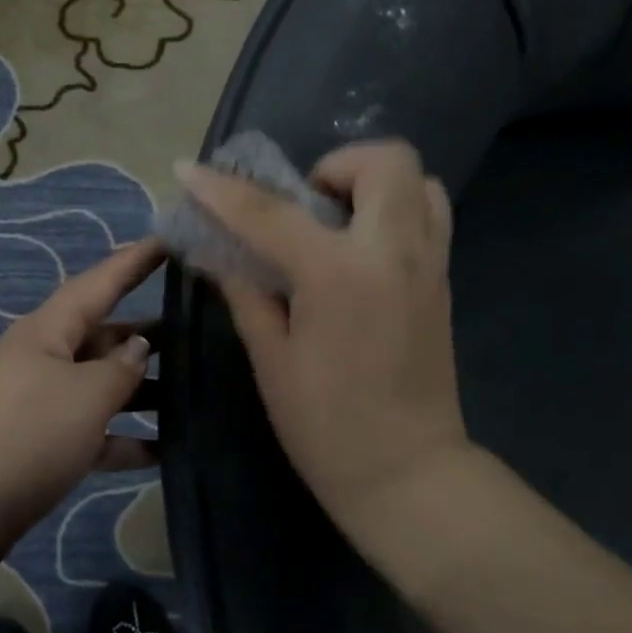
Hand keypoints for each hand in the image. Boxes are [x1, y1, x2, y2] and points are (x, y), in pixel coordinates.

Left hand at [0, 239, 162, 572]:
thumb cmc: (28, 435)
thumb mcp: (85, 395)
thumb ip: (121, 369)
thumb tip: (138, 348)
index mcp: (47, 331)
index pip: (98, 284)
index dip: (134, 262)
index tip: (169, 241)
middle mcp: (44, 359)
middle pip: (103, 336)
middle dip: (147, 333)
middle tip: (200, 327)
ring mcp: (42, 403)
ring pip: (101, 386)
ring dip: (141, 390)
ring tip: (194, 390)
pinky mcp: (44, 445)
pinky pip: (93, 431)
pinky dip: (125, 438)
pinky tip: (166, 450)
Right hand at [175, 140, 468, 539]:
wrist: (405, 471)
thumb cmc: (325, 426)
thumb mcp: (272, 359)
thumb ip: (246, 294)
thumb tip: (215, 255)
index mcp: (338, 276)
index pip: (270, 214)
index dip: (222, 191)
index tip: (188, 170)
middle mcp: (393, 253)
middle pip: (385, 161)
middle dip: (336, 166)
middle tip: (302, 206)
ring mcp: (429, 265)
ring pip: (420, 181)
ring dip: (372, 185)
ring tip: (335, 224)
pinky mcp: (443, 283)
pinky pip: (429, 217)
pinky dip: (393, 212)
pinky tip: (358, 253)